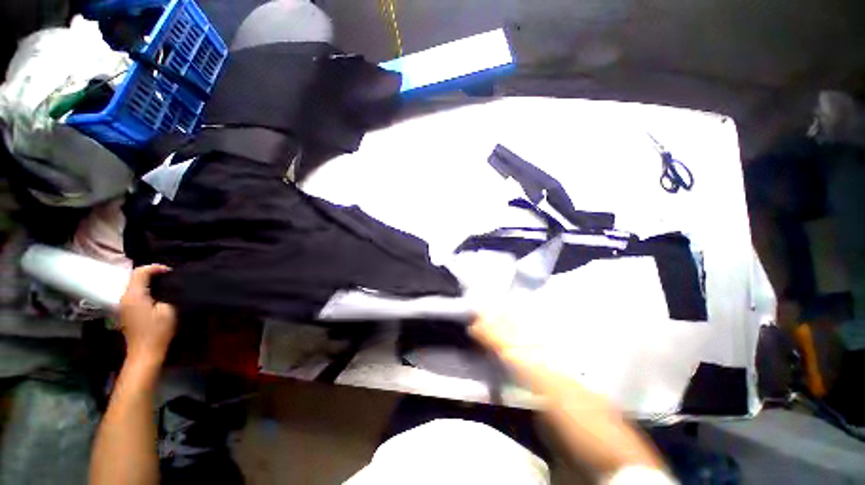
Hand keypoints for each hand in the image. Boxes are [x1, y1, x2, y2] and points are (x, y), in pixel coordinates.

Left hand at [118, 264, 176, 364]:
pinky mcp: (126, 311)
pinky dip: (144, 289)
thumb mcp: (168, 310)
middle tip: (169, 275)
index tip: (171, 271)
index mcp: (134, 295)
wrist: (144, 353)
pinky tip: (155, 294)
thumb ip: (167, 294)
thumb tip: (169, 284)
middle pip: (135, 277)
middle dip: (151, 273)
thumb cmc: (158, 331)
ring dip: (148, 281)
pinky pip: (134, 293)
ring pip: (134, 284)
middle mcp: (125, 297)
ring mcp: (123, 305)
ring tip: (164, 283)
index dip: (155, 268)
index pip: (141, 272)